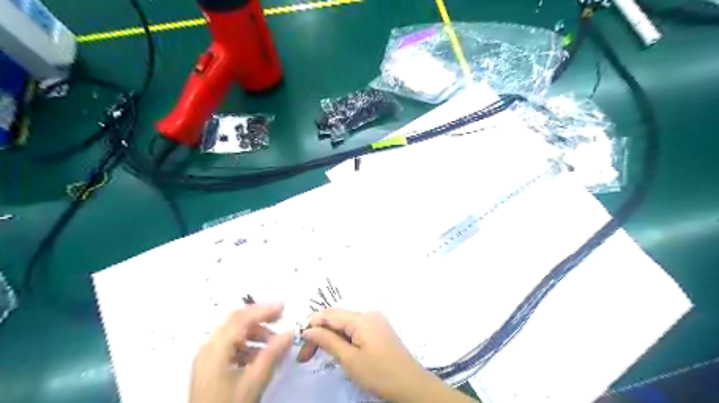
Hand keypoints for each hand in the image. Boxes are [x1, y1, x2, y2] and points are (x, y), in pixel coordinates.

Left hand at [191, 303, 294, 402]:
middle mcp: (209, 347)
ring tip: (272, 341)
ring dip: (254, 332)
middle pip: (235, 320)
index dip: (264, 310)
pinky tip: (258, 354)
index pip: (243, 318)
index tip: (284, 308)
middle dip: (259, 317)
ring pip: (233, 332)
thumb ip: (273, 354)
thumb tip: (289, 333)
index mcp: (217, 347)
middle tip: (279, 318)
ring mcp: (206, 357)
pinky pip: (229, 345)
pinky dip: (246, 343)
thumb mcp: (254, 381)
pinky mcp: (208, 367)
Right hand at [295, 310, 435, 401]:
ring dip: (331, 336)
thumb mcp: (350, 360)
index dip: (311, 325)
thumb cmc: (379, 373)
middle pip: (337, 318)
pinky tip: (338, 350)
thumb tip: (308, 330)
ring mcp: (375, 321)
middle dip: (320, 333)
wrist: (411, 385)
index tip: (300, 345)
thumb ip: (328, 341)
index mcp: (361, 318)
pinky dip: (344, 338)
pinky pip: (356, 328)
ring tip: (319, 354)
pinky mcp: (379, 329)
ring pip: (346, 324)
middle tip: (306, 357)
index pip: (329, 314)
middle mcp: (368, 314)